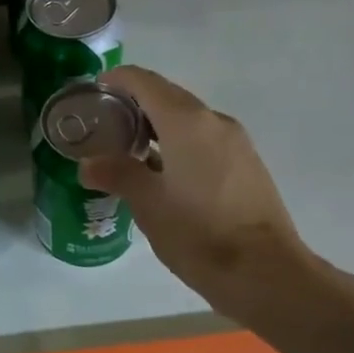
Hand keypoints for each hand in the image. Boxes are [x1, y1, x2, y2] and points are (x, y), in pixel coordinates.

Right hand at [80, 66, 319, 327]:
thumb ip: (117, 174)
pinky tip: (163, 172)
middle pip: (169, 97)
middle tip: (105, 125)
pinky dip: (179, 143)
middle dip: (136, 104)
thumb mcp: (149, 205)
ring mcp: (236, 143)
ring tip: (128, 150)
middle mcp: (214, 122)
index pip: (146, 83)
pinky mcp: (247, 164)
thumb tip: (88, 164)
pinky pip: (205, 140)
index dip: (118, 80)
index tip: (94, 91)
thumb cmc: (199, 234)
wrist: (265, 271)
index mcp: (187, 122)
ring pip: (189, 120)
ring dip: (158, 126)